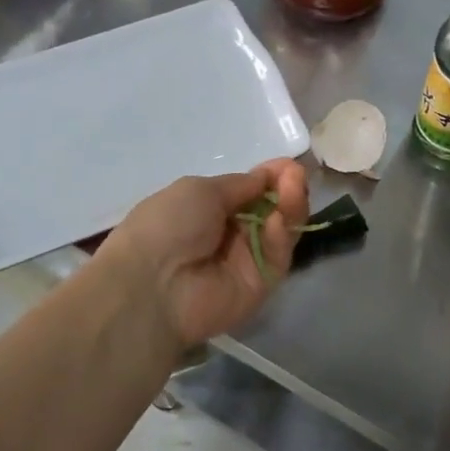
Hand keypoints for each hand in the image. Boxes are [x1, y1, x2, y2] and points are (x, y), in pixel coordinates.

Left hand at [97, 161, 309, 347]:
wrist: (153, 285)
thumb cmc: (168, 226)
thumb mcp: (200, 190)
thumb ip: (240, 185)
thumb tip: (266, 178)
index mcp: (208, 209)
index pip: (251, 191)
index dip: (271, 177)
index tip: (289, 165)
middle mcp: (230, 234)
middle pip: (271, 209)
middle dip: (286, 189)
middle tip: (297, 175)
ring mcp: (247, 260)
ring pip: (280, 231)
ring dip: (291, 206)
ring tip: (294, 188)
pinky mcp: (261, 285)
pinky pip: (277, 256)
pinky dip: (280, 236)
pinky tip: (277, 220)